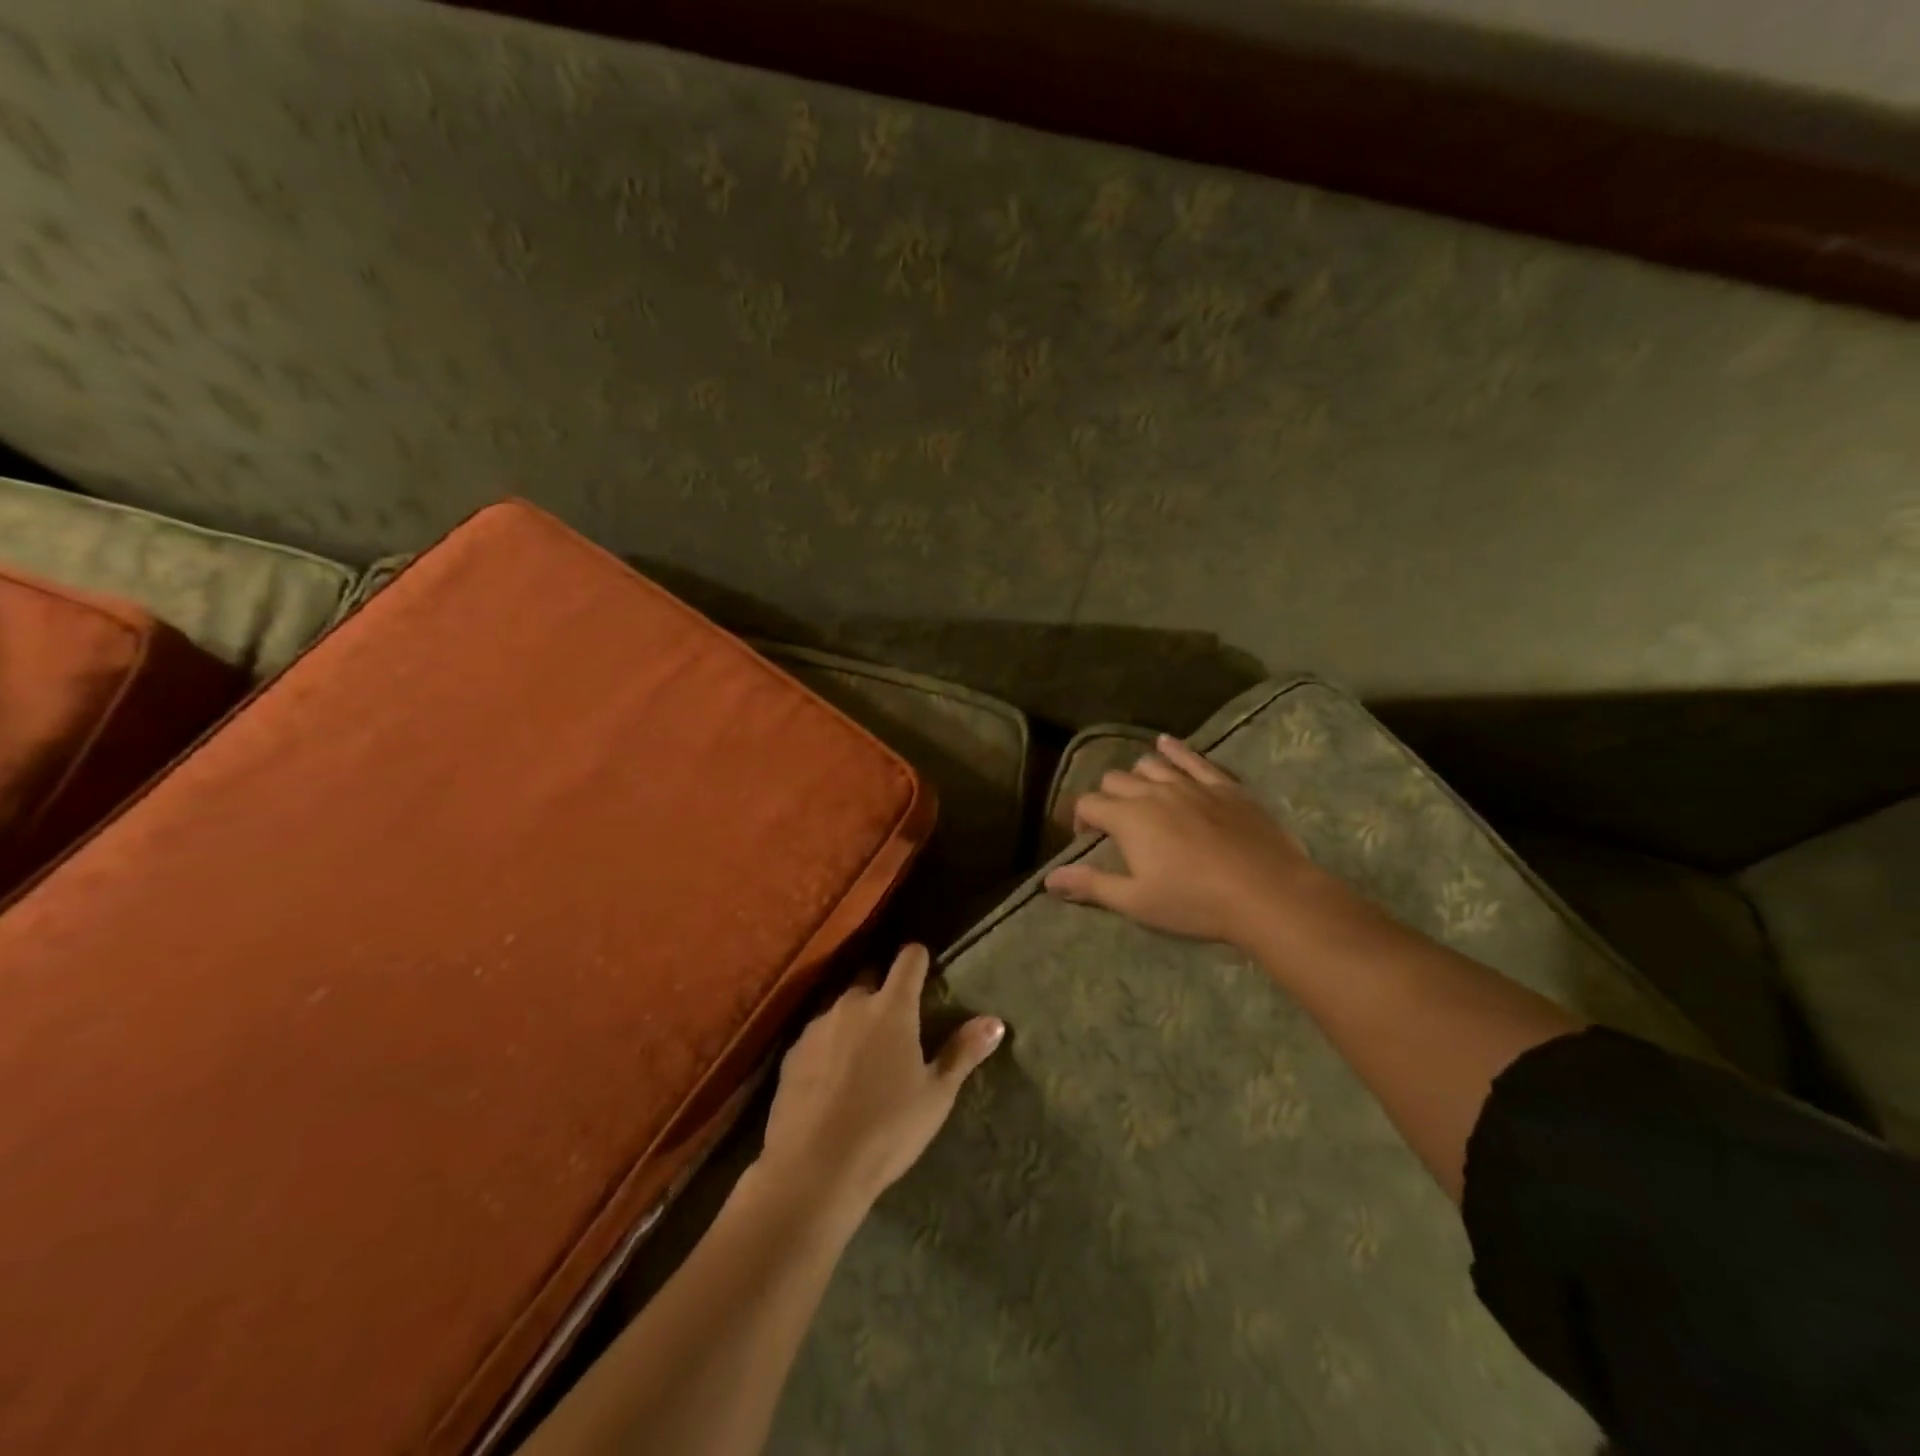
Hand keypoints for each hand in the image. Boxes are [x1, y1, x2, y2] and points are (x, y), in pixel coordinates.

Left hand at [755, 945, 1003, 1223]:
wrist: (813, 1169)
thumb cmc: (886, 1130)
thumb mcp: (936, 1096)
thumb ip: (963, 1052)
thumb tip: (995, 1022)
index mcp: (892, 1008)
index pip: (909, 960)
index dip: (918, 959)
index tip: (925, 969)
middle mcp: (852, 1004)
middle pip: (871, 981)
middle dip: (884, 995)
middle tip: (897, 1028)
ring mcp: (817, 1026)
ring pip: (842, 1010)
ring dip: (855, 1022)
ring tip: (864, 1059)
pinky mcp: (792, 1052)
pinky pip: (818, 1037)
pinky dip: (829, 1048)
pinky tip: (833, 1081)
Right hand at [1045, 734, 1338, 947]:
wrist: (1266, 892)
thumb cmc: (1195, 902)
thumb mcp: (1137, 901)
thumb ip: (1091, 885)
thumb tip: (1048, 879)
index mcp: (1128, 819)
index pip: (1088, 804)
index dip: (1079, 819)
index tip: (1086, 838)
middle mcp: (1153, 792)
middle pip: (1115, 780)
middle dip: (1106, 797)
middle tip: (1114, 824)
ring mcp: (1190, 784)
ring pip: (1150, 765)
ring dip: (1137, 776)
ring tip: (1140, 794)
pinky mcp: (1223, 785)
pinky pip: (1193, 758)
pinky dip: (1175, 749)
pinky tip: (1166, 743)